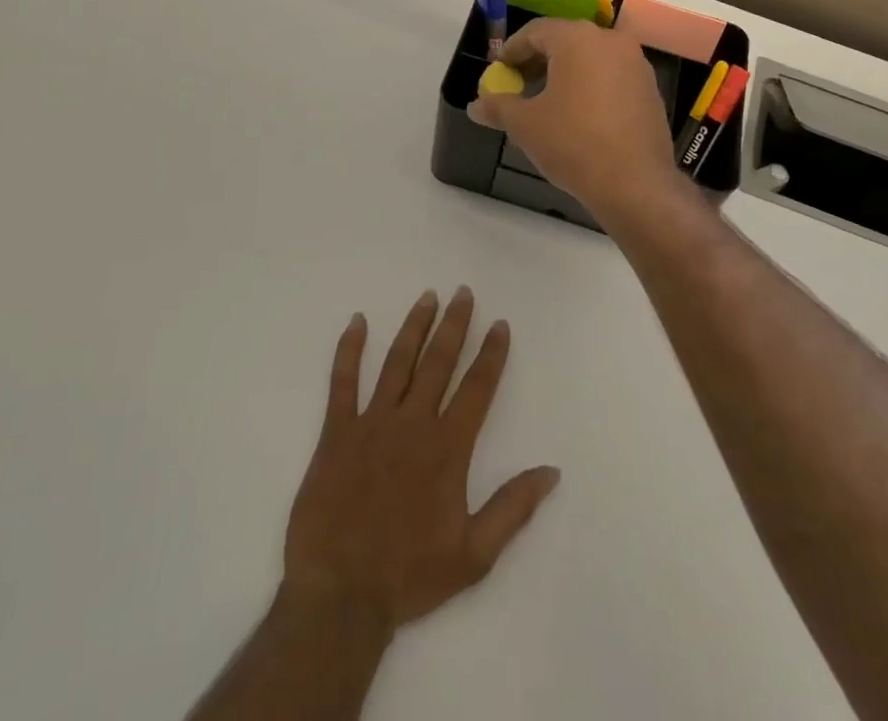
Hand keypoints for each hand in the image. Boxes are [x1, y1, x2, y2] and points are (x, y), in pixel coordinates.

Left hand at [282, 288, 560, 634]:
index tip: (500, 324)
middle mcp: (413, 423)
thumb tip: (551, 471)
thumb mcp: (474, 555)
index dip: (491, 354)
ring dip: (415, 326)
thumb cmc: (410, 575)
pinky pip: (342, 382)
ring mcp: (372, 423)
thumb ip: (513, 508)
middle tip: (463, 292)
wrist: (340, 596)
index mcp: (447, 448)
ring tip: (428, 296)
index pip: (477, 388)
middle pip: (438, 362)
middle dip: (455, 325)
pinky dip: (349, 350)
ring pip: (397, 362)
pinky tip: (357, 322)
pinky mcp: (336, 432)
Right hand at [470, 18, 681, 219]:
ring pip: (590, 58)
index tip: (498, 72)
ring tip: (545, 103)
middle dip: (537, 61)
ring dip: (564, 74)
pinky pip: (611, 76)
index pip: (535, 31)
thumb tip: (475, 105)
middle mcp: (611, 41)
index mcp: (578, 38)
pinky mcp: (650, 89)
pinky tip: (577, 115)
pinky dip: (590, 86)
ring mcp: (636, 64)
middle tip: (517, 85)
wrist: (635, 184)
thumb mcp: (525, 125)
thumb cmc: (573, 143)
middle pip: (564, 41)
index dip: (511, 51)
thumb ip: (498, 107)